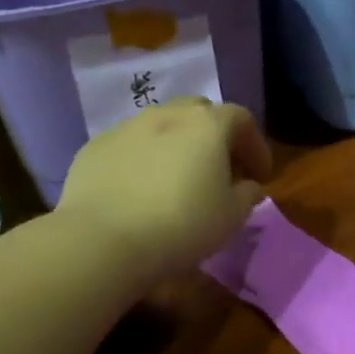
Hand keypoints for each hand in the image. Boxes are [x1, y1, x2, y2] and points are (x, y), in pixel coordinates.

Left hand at [55, 99, 272, 288]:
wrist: (102, 241)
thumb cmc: (182, 225)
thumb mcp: (232, 217)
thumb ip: (247, 194)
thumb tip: (247, 185)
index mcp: (207, 125)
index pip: (242, 119)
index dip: (255, 146)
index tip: (259, 176)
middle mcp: (167, 114)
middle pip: (200, 113)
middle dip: (215, 137)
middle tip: (220, 170)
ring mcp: (126, 127)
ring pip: (162, 125)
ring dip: (177, 145)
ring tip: (177, 178)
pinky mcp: (94, 147)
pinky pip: (130, 145)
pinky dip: (144, 158)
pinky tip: (140, 189)